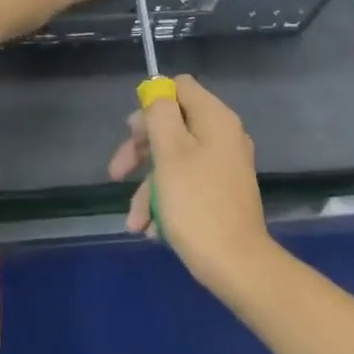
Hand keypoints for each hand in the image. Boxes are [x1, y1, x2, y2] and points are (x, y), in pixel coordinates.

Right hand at [106, 74, 273, 293]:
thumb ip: (160, 114)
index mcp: (215, 119)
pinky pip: (187, 184)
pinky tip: (152, 229)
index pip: (180, 87)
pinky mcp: (221, 193)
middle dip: (141, 151)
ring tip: (135, 221)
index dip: (152, 103)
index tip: (132, 132)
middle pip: (173, 125)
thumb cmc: (197, 203)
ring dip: (148, 188)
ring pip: (174, 161)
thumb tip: (157, 90)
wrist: (237, 265)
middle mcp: (223, 136)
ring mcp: (224, 166)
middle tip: (117, 172)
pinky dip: (166, 202)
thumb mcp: (169, 152)